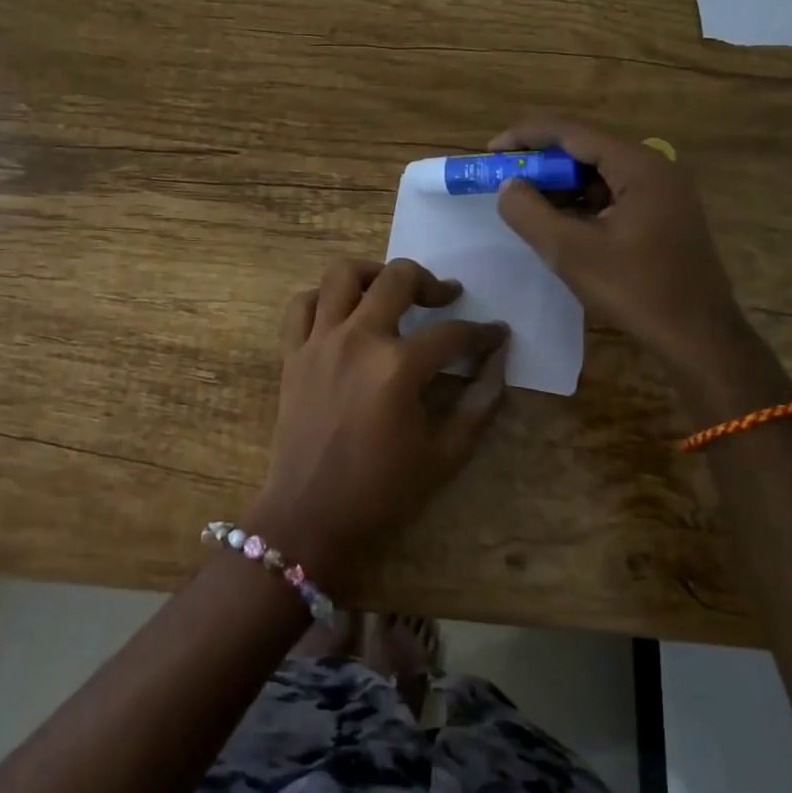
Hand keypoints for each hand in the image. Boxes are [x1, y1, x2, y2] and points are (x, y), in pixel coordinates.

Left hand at [249, 258, 508, 591]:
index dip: (483, 333)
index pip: (453, 334)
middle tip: (445, 298)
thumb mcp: (446, 454)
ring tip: (390, 291)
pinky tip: (342, 312)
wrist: (310, 518)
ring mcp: (319, 342)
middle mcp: (357, 339)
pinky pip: (302, 304)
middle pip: (398, 279)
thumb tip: (498, 362)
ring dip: (373, 274)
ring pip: (342, 275)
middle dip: (431, 283)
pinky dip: (323, 297)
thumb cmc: (382, 492)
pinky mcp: (292, 353)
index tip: (497, 334)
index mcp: (398, 367)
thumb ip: (480, 403)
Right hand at [490, 116, 749, 375]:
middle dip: (541, 162)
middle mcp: (654, 168)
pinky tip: (559, 223)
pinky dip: (581, 203)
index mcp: (638, 166)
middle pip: (586, 149)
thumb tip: (508, 187)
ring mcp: (662, 192)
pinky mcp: (663, 216)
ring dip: (560, 185)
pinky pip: (612, 195)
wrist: (698, 336)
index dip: (526, 136)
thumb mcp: (570, 252)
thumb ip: (529, 213)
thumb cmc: (635, 290)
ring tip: (524, 203)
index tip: (490, 150)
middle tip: (503, 179)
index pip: (572, 132)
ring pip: (598, 174)